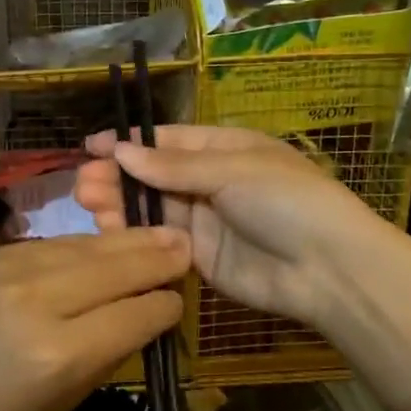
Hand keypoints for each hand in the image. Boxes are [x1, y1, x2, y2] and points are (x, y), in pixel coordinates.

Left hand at [0, 227, 189, 410]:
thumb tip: (143, 316)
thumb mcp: (56, 409)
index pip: (133, 314)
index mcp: (56, 354)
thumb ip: (104, 357)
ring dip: (125, 242)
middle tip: (186, 243)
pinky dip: (84, 246)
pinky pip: (52, 244)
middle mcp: (35, 300)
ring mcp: (8, 269)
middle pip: (114, 268)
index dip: (163, 305)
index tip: (179, 300)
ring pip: (85, 247)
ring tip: (158, 233)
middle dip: (155, 257)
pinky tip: (104, 244)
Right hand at [76, 125, 386, 329]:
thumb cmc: (285, 200)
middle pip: (153, 175)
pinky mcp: (200, 258)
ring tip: (88, 204)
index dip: (129, 142)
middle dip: (118, 176)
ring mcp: (204, 221)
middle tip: (82, 184)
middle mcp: (210, 181)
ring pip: (152, 208)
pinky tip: (108, 231)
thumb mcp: (232, 170)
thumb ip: (174, 167)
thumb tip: (121, 151)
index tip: (90, 147)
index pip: (167, 141)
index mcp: (223, 148)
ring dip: (120, 204)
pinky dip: (135, 236)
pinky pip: (160, 242)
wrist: (328, 269)